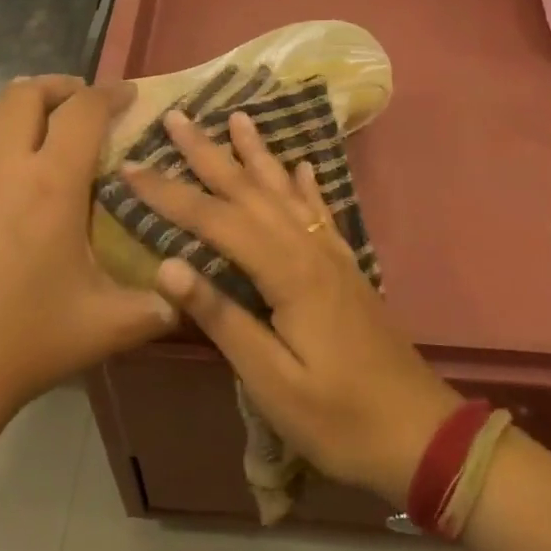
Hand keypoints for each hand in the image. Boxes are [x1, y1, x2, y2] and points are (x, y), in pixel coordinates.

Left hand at [0, 76, 177, 424]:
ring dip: (22, 115)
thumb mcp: (107, 326)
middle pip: (25, 93)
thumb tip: (185, 294)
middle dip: (59, 87)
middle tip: (82, 105)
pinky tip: (3, 195)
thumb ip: (158, 306)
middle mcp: (0, 168)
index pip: (83, 110)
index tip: (129, 93)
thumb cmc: (25, 344)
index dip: (110, 92)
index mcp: (51, 185)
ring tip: (44, 141)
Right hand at [123, 110, 462, 504]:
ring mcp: (333, 257)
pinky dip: (306, 185)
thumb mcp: (271, 380)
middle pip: (251, 192)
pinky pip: (321, 213)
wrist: (420, 433)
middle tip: (178, 118)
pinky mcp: (346, 270)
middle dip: (210, 154)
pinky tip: (301, 166)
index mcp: (288, 273)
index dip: (170, 194)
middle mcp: (310, 250)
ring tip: (239, 118)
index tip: (131, 167)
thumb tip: (167, 265)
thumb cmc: (339, 418)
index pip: (216, 221)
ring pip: (287, 192)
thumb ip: (222, 318)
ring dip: (258, 154)